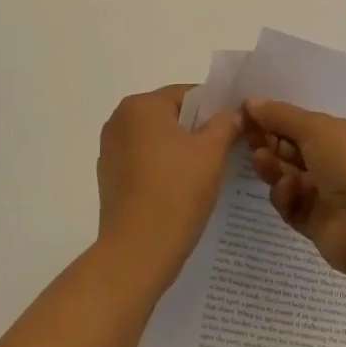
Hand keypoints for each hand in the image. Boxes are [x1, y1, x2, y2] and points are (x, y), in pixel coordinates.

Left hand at [96, 86, 241, 292]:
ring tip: (208, 173)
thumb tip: (233, 113)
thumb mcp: (211, 152)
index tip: (236, 127)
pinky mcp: (109, 180)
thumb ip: (225, 124)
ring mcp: (110, 152)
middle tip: (227, 150)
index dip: (215, 108)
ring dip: (181, 152)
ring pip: (157, 141)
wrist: (137, 252)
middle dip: (198, 130)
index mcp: (140, 106)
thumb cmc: (177, 191)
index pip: (186, 94)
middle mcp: (118, 121)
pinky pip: (144, 164)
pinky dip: (164, 170)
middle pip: (170, 116)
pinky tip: (183, 191)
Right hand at [245, 98, 345, 278]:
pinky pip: (294, 206)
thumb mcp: (317, 129)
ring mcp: (333, 196)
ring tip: (259, 161)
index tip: (246, 115)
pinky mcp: (320, 224)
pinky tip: (287, 191)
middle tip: (246, 137)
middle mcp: (344, 163)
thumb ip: (281, 116)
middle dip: (271, 142)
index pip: (308, 124)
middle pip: (297, 150)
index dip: (278, 118)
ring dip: (274, 167)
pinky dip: (286, 197)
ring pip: (292, 177)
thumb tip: (251, 101)